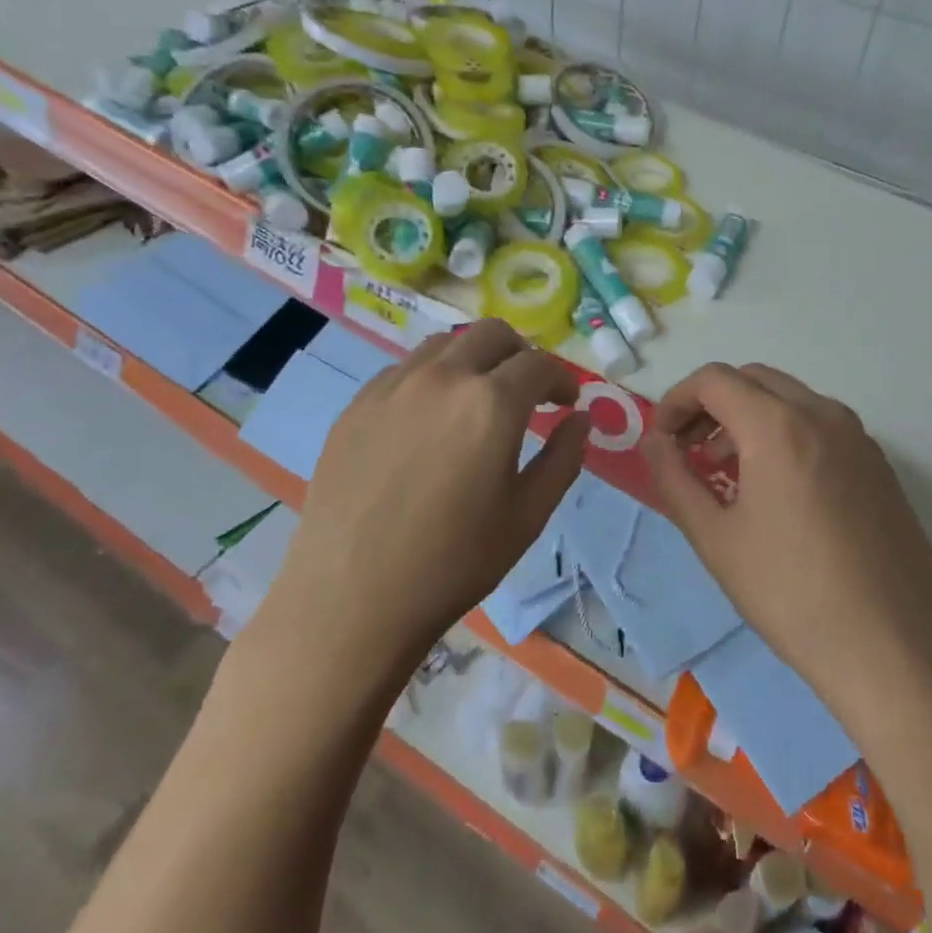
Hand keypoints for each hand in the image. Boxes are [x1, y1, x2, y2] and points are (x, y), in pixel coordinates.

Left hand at [246, 320, 589, 678]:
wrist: (351, 598)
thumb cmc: (453, 562)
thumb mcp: (527, 516)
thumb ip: (563, 459)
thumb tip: (580, 419)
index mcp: (491, 403)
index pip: (539, 364)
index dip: (562, 379)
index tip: (566, 402)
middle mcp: (442, 378)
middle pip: (492, 334)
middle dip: (520, 354)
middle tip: (527, 391)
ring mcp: (392, 387)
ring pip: (444, 345)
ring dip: (474, 360)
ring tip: (477, 401)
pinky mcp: (356, 406)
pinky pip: (403, 370)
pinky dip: (431, 378)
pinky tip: (428, 421)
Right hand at [643, 363, 931, 709]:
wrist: (896, 649)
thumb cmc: (791, 594)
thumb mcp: (715, 538)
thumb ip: (674, 478)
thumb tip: (654, 441)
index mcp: (778, 426)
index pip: (714, 380)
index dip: (676, 400)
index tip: (662, 440)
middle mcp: (823, 414)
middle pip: (753, 380)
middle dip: (711, 404)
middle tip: (689, 449)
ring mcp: (859, 437)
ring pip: (789, 399)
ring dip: (748, 417)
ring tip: (727, 471)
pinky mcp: (879, 464)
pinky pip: (820, 425)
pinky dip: (784, 433)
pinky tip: (777, 488)